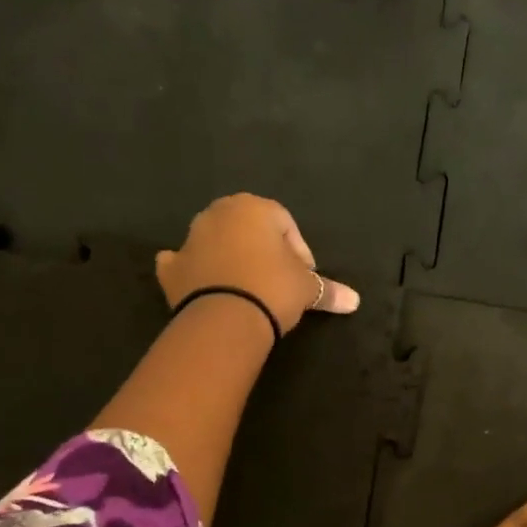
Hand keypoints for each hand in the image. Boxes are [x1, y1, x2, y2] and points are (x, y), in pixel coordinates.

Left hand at [156, 194, 359, 333]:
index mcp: (254, 207)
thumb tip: (355, 300)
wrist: (223, 319)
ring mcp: (190, 239)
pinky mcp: (171, 268)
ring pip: (216, 242)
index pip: (286, 224)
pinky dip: (193, 271)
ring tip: (246, 288)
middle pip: (248, 228)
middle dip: (263, 250)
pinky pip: (184, 264)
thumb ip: (328, 290)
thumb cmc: (272, 289)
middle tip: (277, 281)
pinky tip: (203, 285)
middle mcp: (219, 214)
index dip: (299, 251)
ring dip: (230, 258)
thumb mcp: (306, 289)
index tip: (305, 277)